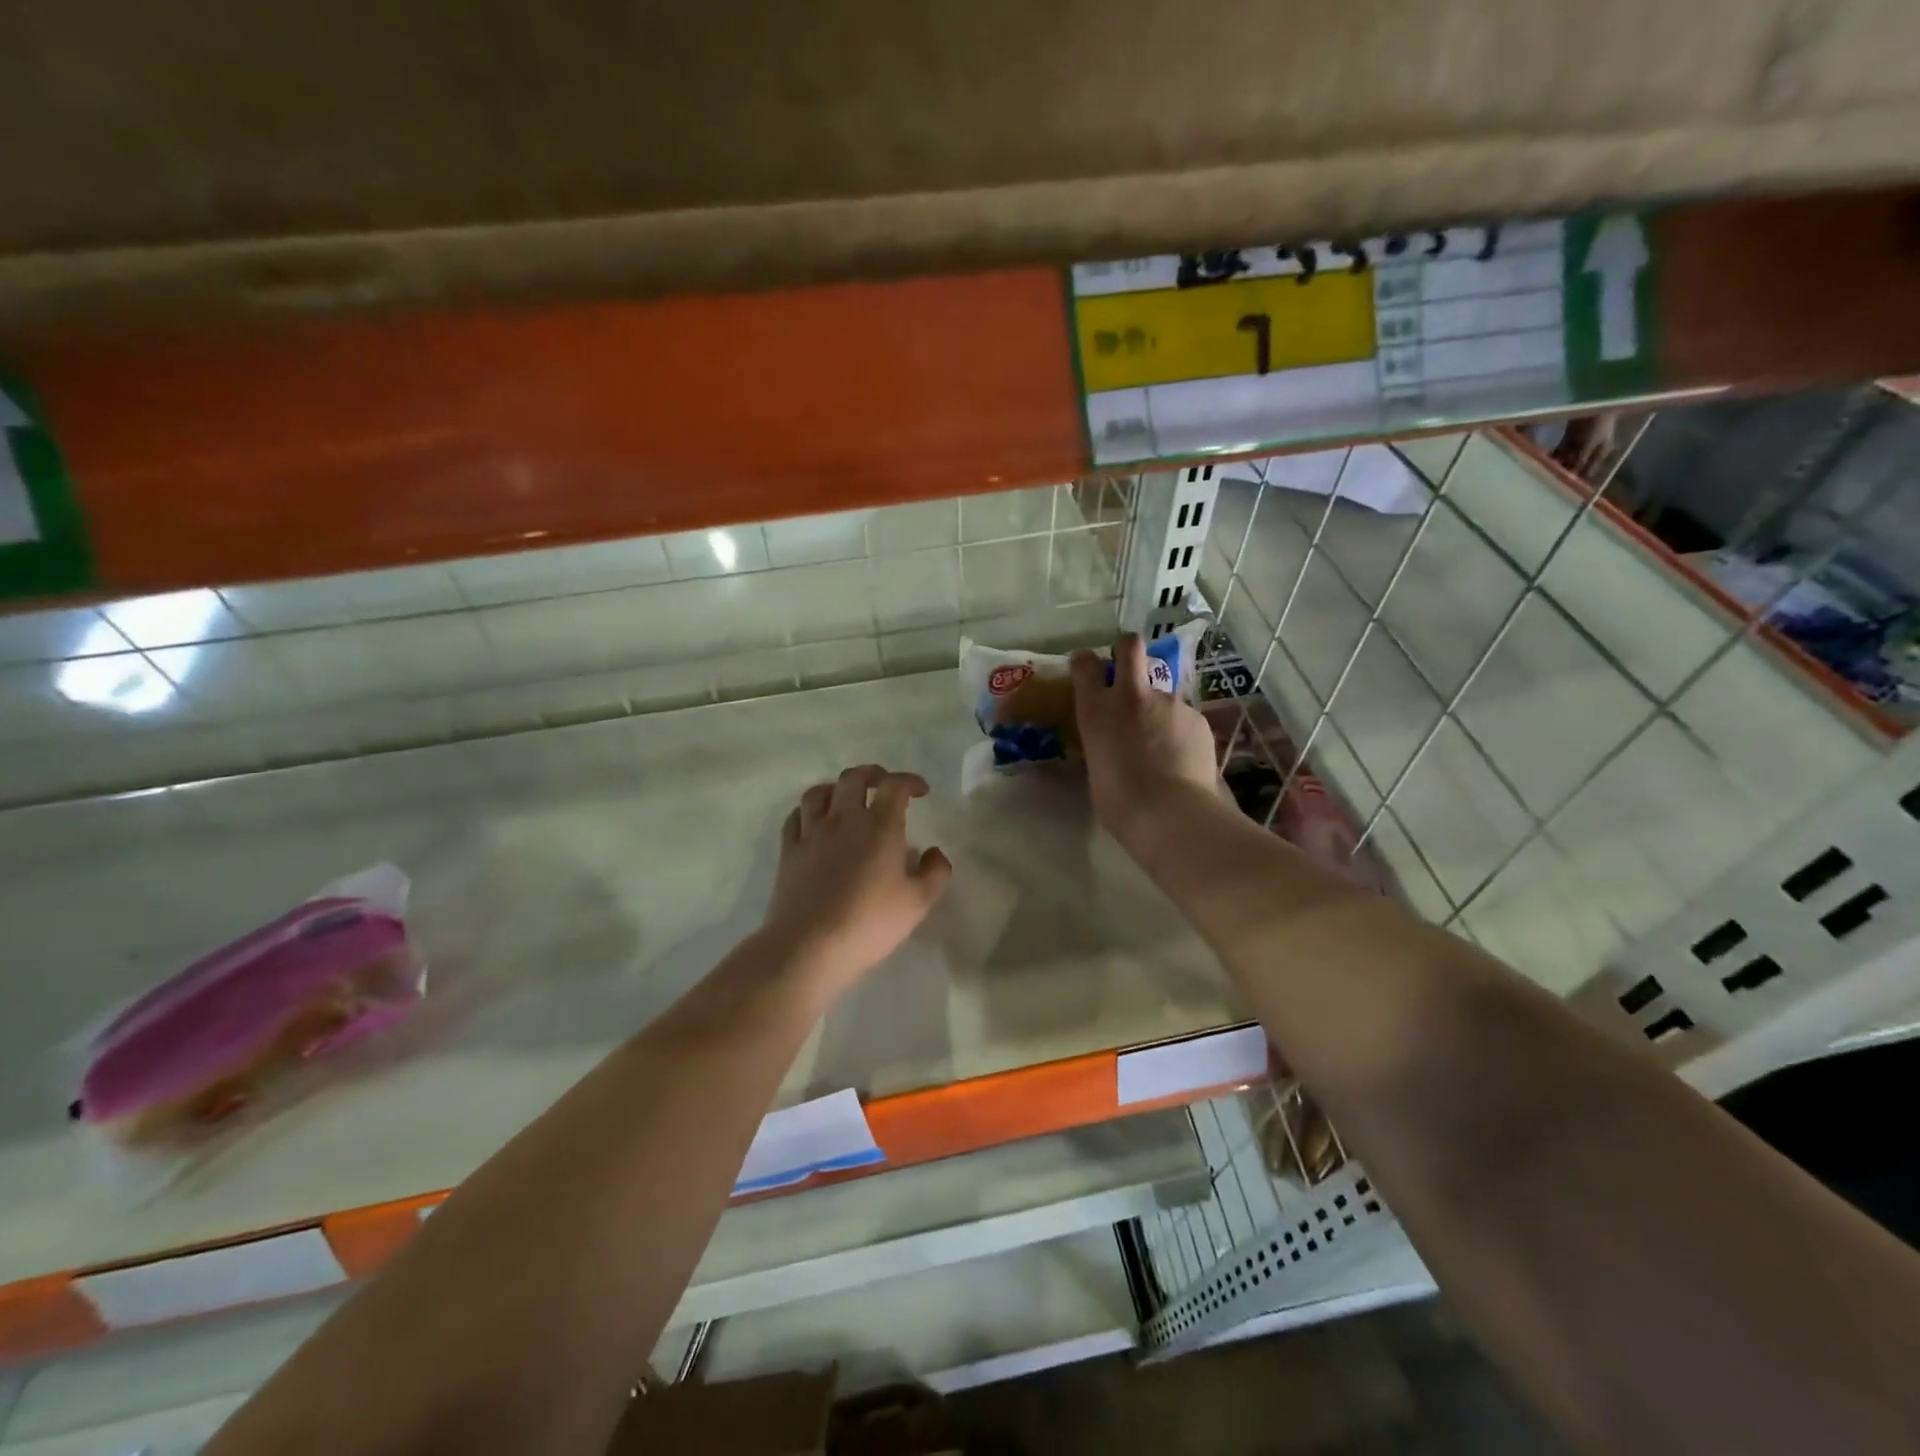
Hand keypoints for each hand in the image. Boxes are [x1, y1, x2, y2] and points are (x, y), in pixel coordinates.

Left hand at [762, 765, 951, 998]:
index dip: (910, 781)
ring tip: (846, 799)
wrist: (809, 947)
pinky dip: (808, 811)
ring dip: (836, 788)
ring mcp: (811, 833)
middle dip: (872, 774)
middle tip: (884, 785)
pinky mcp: (788, 852)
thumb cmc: (870, 923)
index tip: (921, 791)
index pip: (895, 785)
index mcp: (879, 826)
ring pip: (819, 792)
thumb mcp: (918, 903)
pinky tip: (815, 823)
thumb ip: (934, 872)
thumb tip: (935, 853)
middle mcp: (843, 819)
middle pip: (853, 778)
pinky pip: (795, 817)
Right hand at [1070, 635, 1219, 843]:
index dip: (1086, 661)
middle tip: (1127, 663)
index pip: (1085, 665)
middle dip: (1126, 648)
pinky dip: (1180, 733)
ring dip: (1159, 711)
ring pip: (1161, 693)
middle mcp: (1131, 695)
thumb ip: (1104, 742)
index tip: (1087, 666)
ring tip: (1163, 747)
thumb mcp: (1097, 767)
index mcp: (1096, 710)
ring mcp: (1168, 702)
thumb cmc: (1120, 802)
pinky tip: (1182, 759)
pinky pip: (1184, 719)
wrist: (1171, 814)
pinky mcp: (1197, 716)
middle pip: (1130, 646)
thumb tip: (1113, 741)